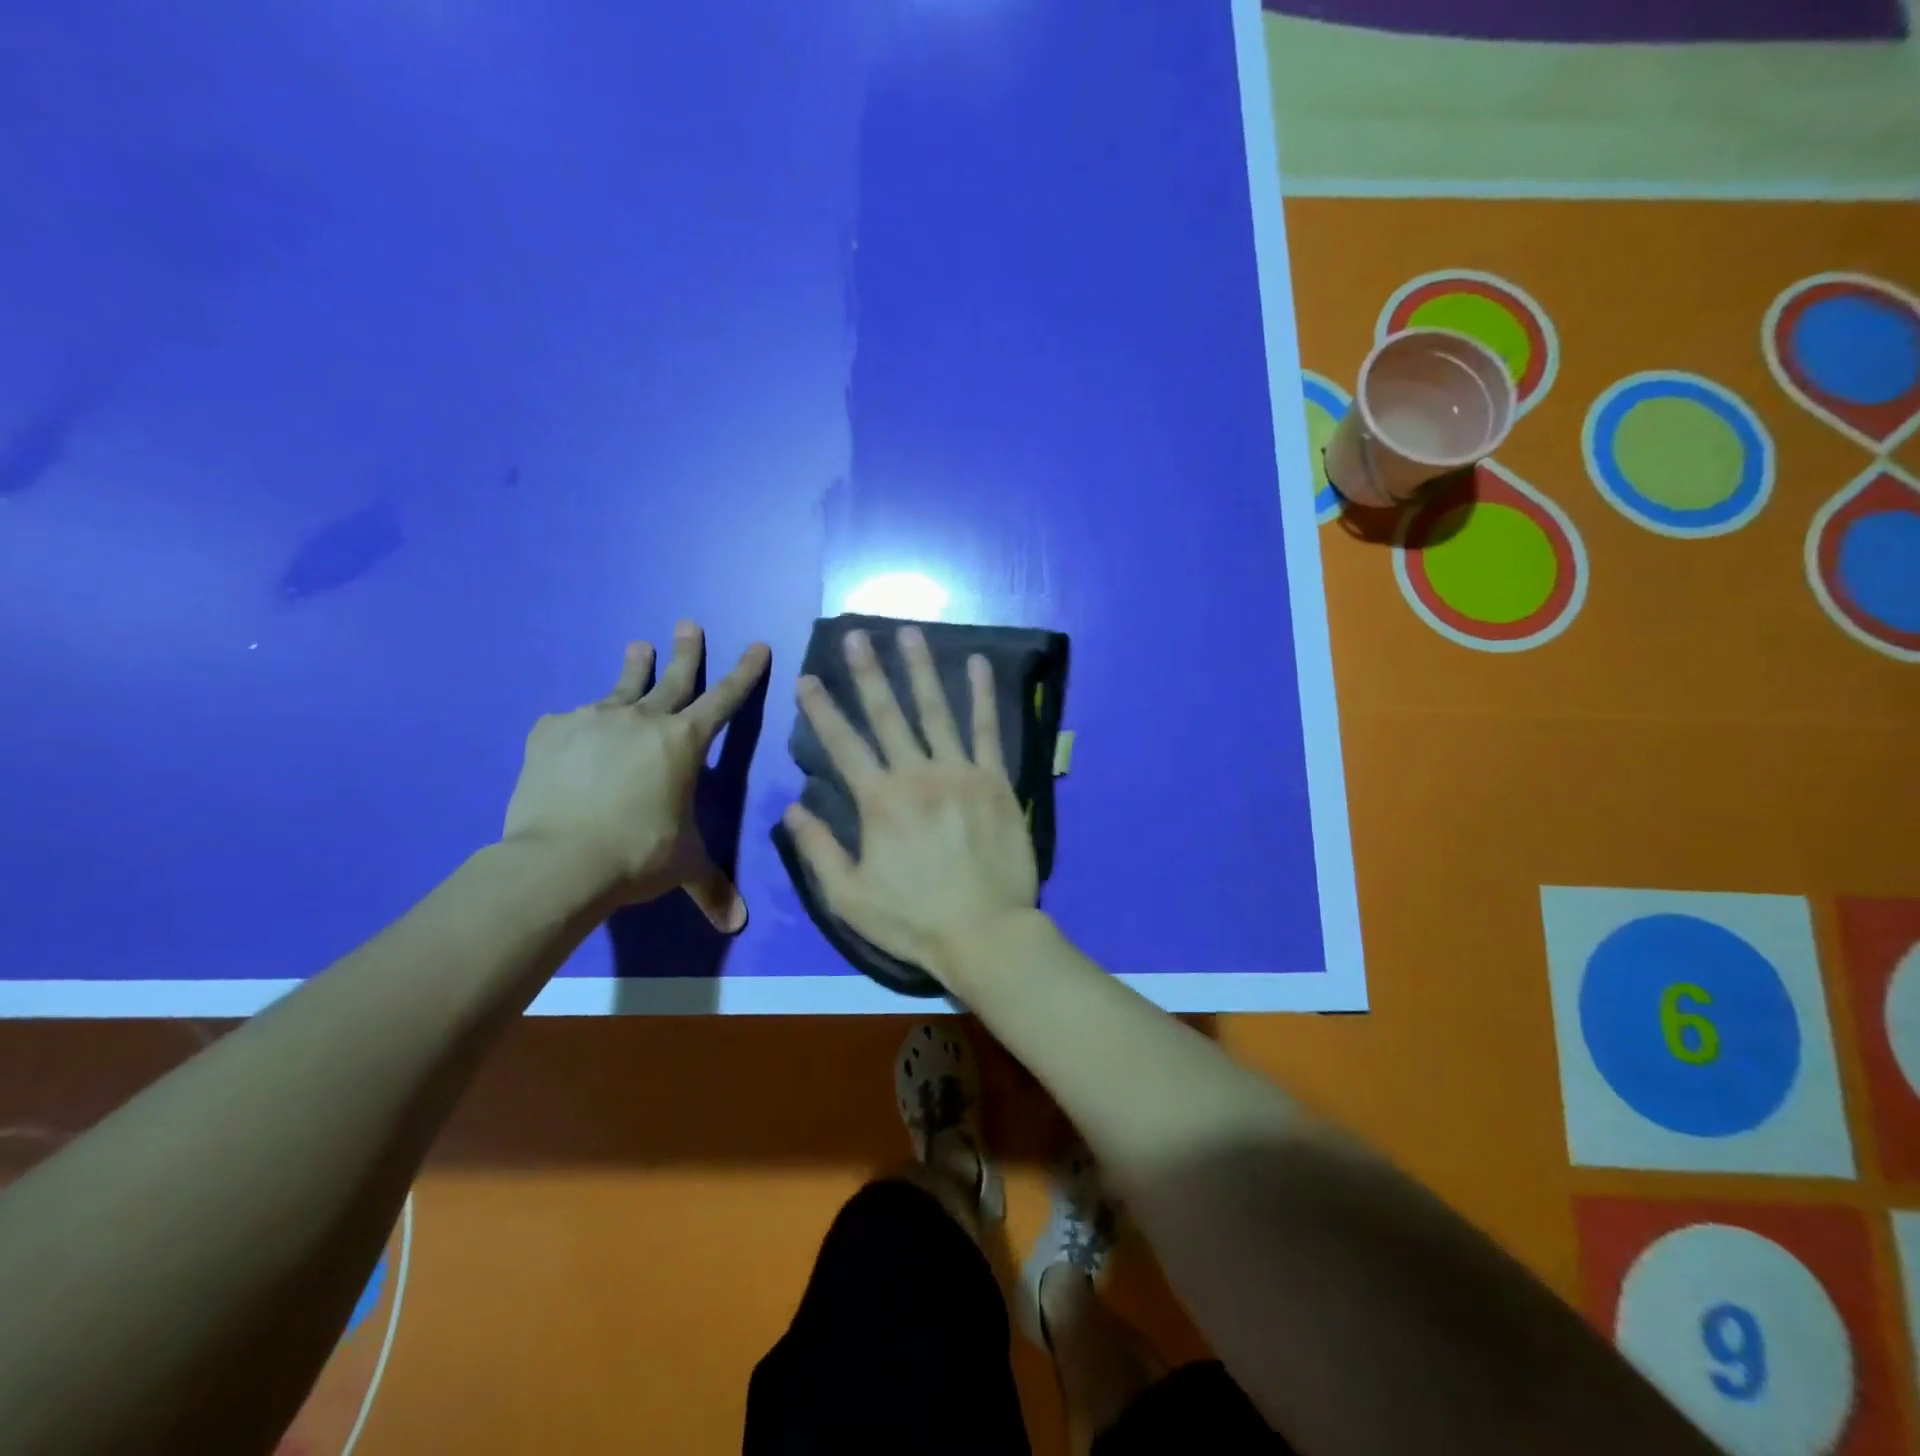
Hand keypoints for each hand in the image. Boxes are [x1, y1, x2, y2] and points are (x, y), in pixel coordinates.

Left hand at [502, 623, 770, 928]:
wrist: (559, 860)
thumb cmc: (637, 855)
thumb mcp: (683, 866)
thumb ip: (712, 887)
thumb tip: (738, 924)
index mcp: (684, 743)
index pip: (725, 699)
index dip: (745, 672)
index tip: (757, 644)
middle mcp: (643, 720)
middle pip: (672, 678)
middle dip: (687, 650)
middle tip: (688, 624)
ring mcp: (593, 720)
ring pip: (621, 686)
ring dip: (634, 666)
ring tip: (638, 645)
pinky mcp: (551, 731)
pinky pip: (569, 720)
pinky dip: (578, 723)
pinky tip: (572, 730)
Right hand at [782, 625, 1038, 980]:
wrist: (985, 932)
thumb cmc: (913, 919)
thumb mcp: (849, 896)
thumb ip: (818, 850)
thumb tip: (791, 808)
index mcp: (879, 801)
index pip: (842, 745)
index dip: (821, 710)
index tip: (806, 678)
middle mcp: (917, 775)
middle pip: (887, 715)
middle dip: (868, 672)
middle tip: (856, 635)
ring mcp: (960, 773)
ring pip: (936, 711)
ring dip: (920, 669)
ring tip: (909, 633)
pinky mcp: (995, 781)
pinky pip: (988, 730)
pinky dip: (983, 695)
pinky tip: (980, 664)